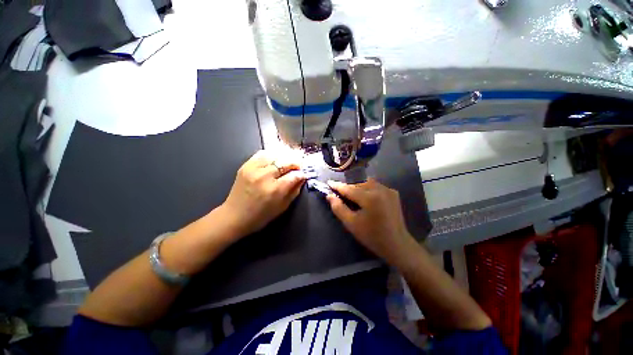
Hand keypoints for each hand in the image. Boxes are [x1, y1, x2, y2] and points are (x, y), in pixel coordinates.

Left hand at [221, 150, 305, 237]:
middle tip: (298, 167)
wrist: (234, 216)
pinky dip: (271, 155)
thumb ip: (294, 191)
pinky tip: (275, 160)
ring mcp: (253, 169)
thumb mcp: (282, 207)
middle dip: (295, 164)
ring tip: (288, 162)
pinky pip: (262, 154)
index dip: (301, 174)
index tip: (304, 175)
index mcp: (274, 190)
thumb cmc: (261, 216)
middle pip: (286, 162)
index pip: (294, 175)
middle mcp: (264, 176)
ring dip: (284, 158)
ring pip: (275, 155)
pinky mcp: (245, 166)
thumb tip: (302, 178)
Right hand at [327, 179, 414, 262]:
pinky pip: (376, 186)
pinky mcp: (393, 193)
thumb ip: (338, 207)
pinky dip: (368, 189)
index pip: (349, 188)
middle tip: (339, 192)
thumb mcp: (351, 223)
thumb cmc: (372, 236)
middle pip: (358, 184)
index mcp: (369, 197)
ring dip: (358, 187)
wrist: (397, 244)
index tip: (329, 182)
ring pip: (367, 183)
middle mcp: (380, 189)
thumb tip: (329, 195)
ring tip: (352, 195)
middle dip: (348, 187)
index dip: (337, 186)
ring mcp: (388, 190)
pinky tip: (366, 198)